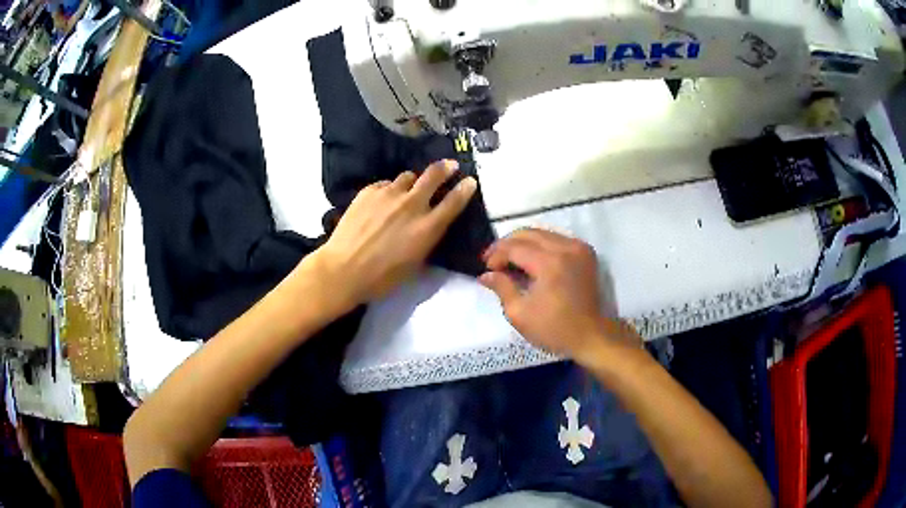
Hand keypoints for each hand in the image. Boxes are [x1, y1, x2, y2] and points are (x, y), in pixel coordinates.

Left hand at [310, 160, 476, 307]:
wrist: (344, 269)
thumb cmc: (382, 277)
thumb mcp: (415, 263)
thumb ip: (426, 239)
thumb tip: (429, 226)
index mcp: (428, 227)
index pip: (454, 201)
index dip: (465, 188)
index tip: (470, 181)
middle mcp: (412, 204)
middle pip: (434, 175)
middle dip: (445, 168)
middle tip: (450, 165)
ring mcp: (389, 194)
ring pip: (408, 177)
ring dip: (412, 182)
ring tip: (407, 190)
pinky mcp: (369, 191)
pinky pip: (385, 184)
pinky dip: (388, 190)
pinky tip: (381, 201)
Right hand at [480, 229, 639, 363]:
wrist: (591, 336)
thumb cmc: (554, 329)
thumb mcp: (519, 313)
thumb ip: (502, 288)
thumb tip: (485, 275)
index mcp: (549, 263)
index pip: (515, 247)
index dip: (496, 254)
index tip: (485, 268)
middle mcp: (565, 248)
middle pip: (528, 233)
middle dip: (507, 244)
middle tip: (493, 259)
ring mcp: (578, 248)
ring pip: (543, 233)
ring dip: (523, 243)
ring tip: (509, 259)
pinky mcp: (585, 252)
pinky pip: (557, 239)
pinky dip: (541, 245)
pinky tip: (531, 259)